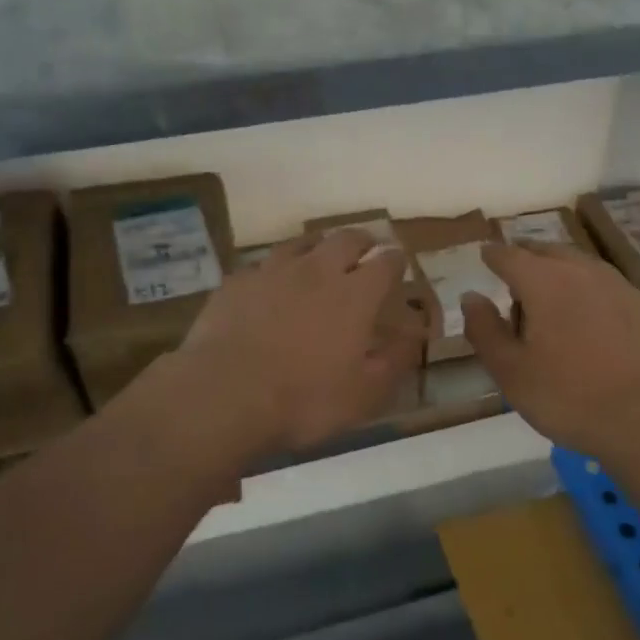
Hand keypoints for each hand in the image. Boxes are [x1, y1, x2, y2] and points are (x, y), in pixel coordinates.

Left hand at [173, 230, 423, 457]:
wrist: (224, 395)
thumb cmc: (304, 399)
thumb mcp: (365, 394)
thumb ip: (395, 360)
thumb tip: (414, 336)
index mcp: (355, 294)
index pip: (386, 263)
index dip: (396, 261)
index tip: (399, 265)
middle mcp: (317, 270)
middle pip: (346, 239)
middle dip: (362, 242)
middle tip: (365, 250)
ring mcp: (272, 271)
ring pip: (302, 242)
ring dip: (318, 246)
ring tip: (320, 257)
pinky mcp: (236, 281)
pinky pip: (262, 264)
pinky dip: (275, 270)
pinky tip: (270, 283)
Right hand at [462, 243, 639, 463]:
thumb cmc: (569, 398)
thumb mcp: (511, 372)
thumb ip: (485, 330)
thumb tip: (471, 296)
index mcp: (545, 283)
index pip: (510, 255)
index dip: (494, 255)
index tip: (485, 256)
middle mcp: (585, 273)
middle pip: (550, 252)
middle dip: (530, 258)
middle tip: (518, 274)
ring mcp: (625, 288)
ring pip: (586, 268)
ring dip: (565, 274)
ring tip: (555, 295)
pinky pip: (615, 293)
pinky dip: (597, 298)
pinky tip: (598, 324)